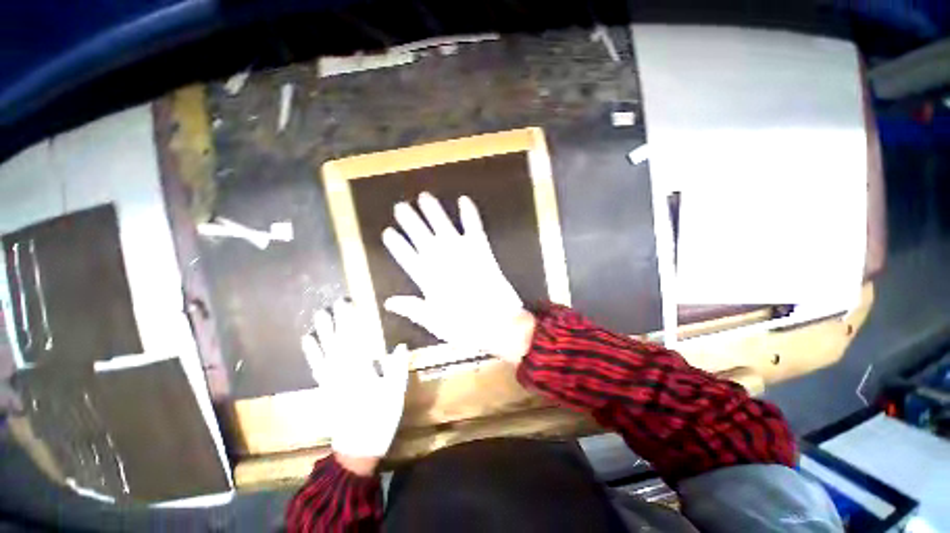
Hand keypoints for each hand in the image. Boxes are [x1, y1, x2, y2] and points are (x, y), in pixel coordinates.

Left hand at [301, 299, 409, 471]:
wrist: (357, 449)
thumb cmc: (380, 419)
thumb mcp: (395, 393)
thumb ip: (397, 368)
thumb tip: (401, 345)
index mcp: (362, 370)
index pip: (357, 338)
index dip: (353, 320)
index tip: (351, 304)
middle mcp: (343, 371)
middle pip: (339, 340)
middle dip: (337, 320)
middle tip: (335, 303)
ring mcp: (331, 380)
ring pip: (325, 350)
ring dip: (322, 331)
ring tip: (319, 315)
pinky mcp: (325, 388)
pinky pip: (316, 366)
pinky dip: (311, 352)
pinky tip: (307, 341)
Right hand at [382, 193, 536, 362]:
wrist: (498, 322)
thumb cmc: (465, 326)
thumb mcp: (434, 321)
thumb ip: (412, 308)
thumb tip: (389, 302)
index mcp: (428, 278)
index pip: (406, 257)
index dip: (397, 244)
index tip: (387, 232)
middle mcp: (441, 260)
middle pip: (421, 236)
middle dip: (410, 221)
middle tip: (400, 206)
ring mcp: (461, 252)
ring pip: (442, 226)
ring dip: (433, 211)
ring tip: (424, 196)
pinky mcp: (481, 249)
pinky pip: (473, 226)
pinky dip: (469, 213)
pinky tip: (464, 200)